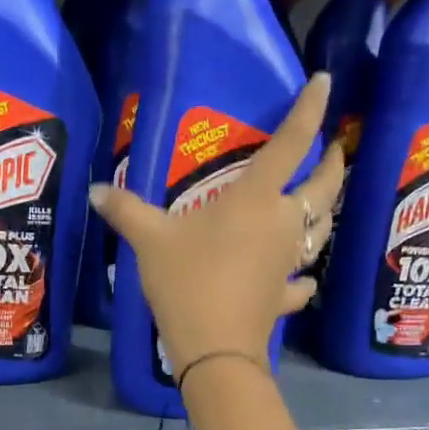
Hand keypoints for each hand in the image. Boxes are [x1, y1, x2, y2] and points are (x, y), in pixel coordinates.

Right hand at [86, 73, 344, 375]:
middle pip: (324, 186)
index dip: (310, 109)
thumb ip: (126, 211)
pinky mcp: (284, 296)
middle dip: (333, 162)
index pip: (291, 143)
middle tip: (335, 147)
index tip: (325, 81)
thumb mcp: (150, 241)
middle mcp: (283, 223)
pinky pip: (302, 281)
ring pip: (321, 230)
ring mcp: (289, 262)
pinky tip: (301, 279)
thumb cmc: (187, 282)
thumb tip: (94, 190)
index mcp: (256, 199)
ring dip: (326, 210)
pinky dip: (304, 277)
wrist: (214, 348)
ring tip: (320, 201)